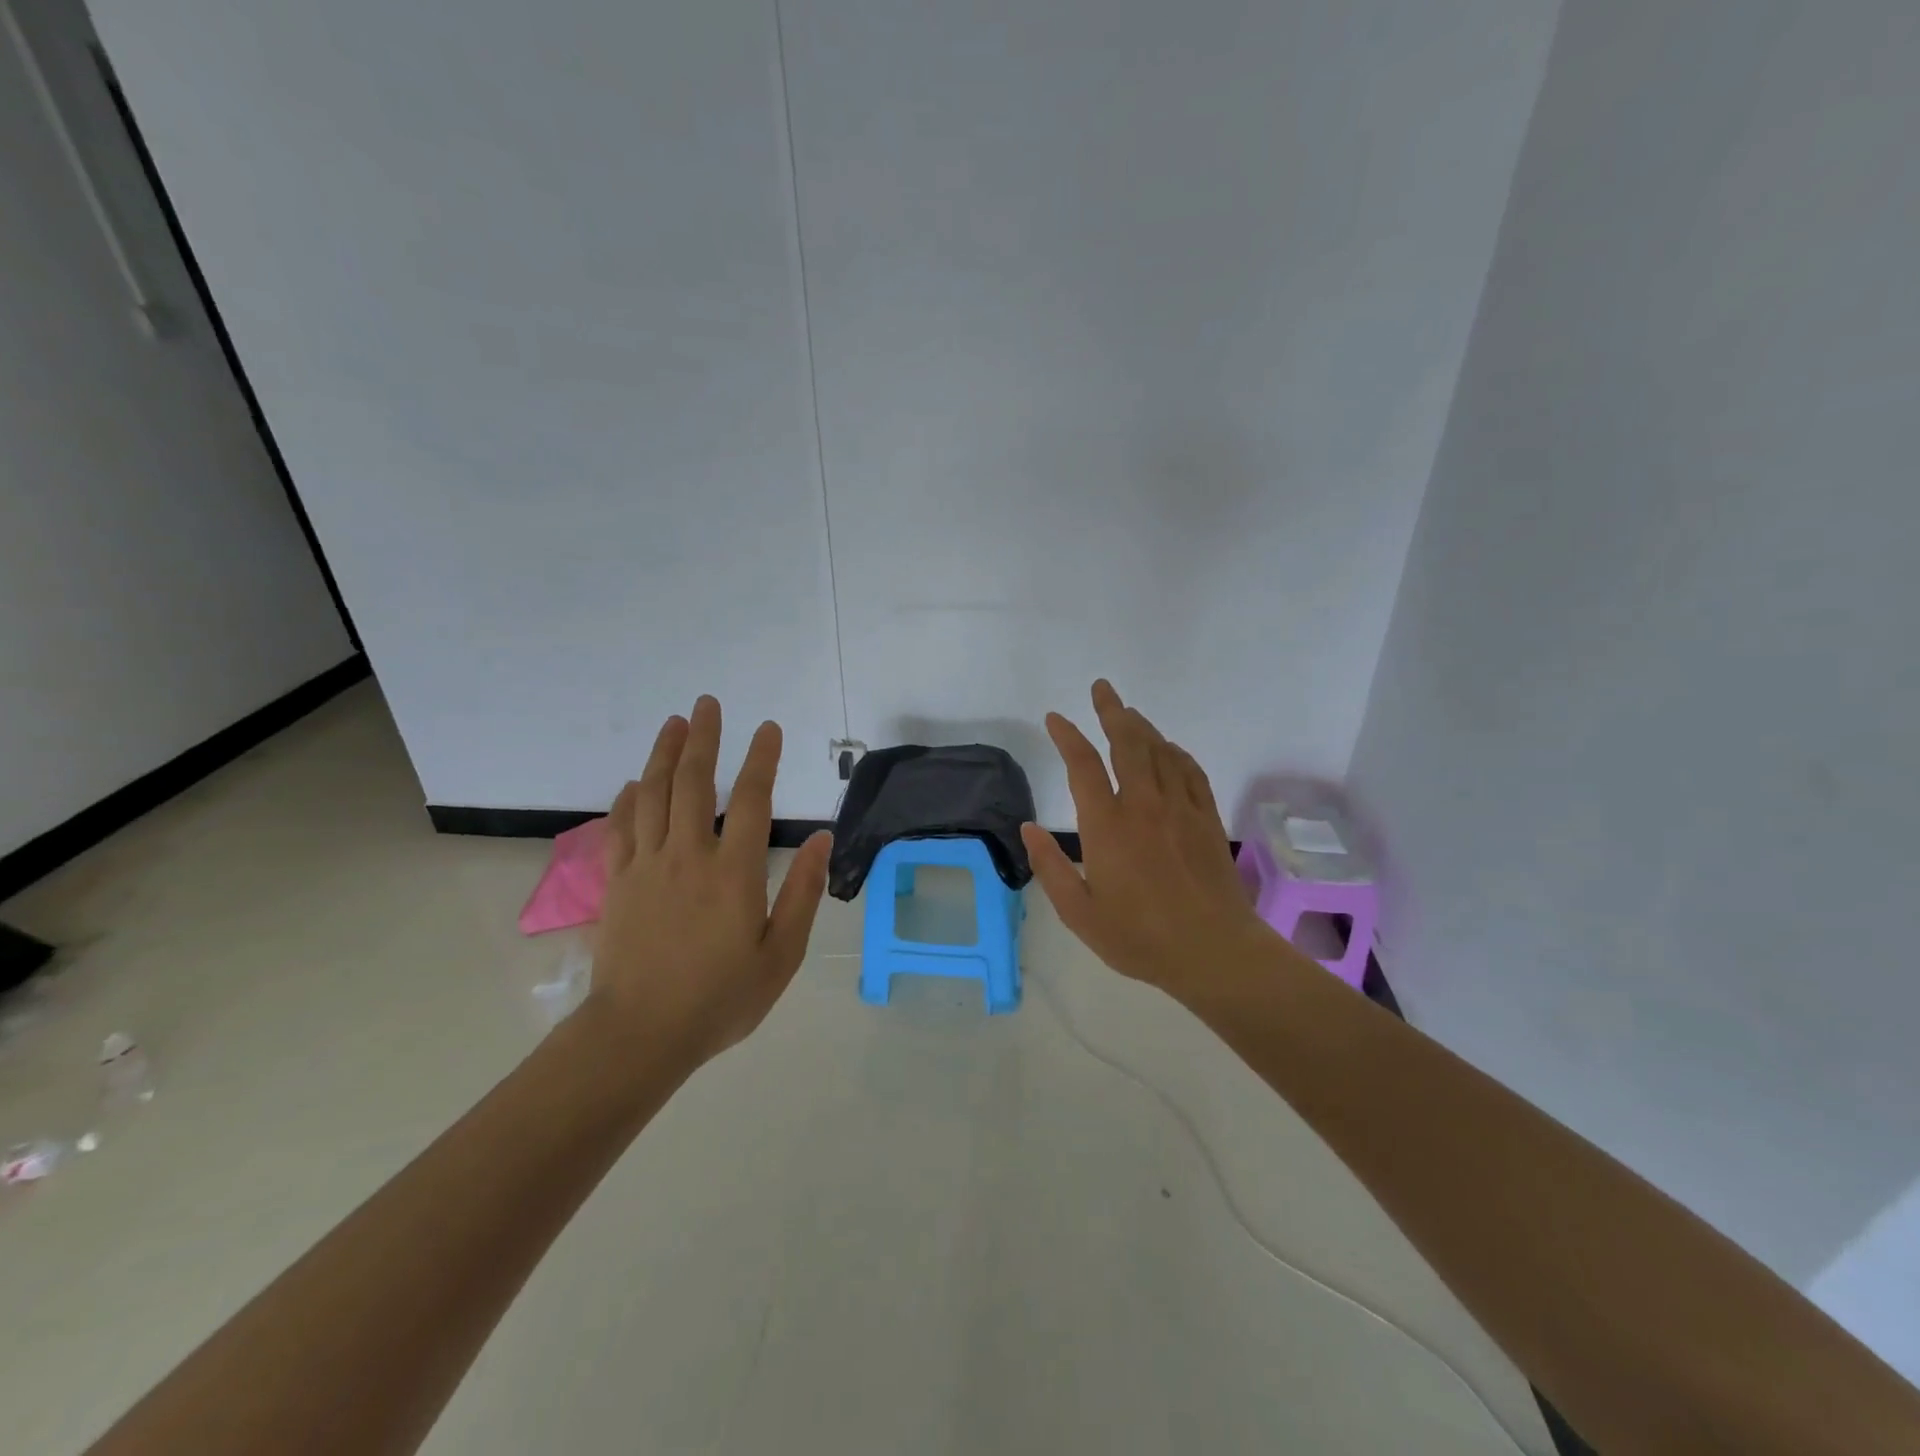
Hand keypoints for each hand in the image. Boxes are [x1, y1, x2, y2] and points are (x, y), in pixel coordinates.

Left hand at [591, 696, 830, 1068]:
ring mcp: (647, 867)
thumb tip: (821, 840)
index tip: (767, 728)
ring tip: (675, 723)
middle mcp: (688, 857)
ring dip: (664, 754)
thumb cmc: (720, 998)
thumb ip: (802, 893)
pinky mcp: (617, 883)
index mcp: (733, 873)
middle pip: (693, 783)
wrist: (640, 1034)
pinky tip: (634, 782)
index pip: (750, 800)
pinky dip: (627, 799)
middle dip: (704, 739)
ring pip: (653, 796)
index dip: (760, 759)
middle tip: (708, 703)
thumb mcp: (780, 955)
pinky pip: (621, 829)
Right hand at [1020, 680, 1275, 1001]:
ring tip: (1128, 712)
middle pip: (1127, 742)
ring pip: (1159, 750)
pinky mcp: (1206, 817)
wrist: (1214, 951)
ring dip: (1141, 726)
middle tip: (1102, 688)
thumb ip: (1050, 868)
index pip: (1082, 764)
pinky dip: (1175, 752)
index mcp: (1107, 825)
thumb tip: (1029, 827)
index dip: (1067, 736)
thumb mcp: (1080, 913)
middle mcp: (1143, 804)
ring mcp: (1179, 807)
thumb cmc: (1140, 937)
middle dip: (1111, 711)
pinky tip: (1168, 749)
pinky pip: (1189, 770)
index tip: (1056, 718)